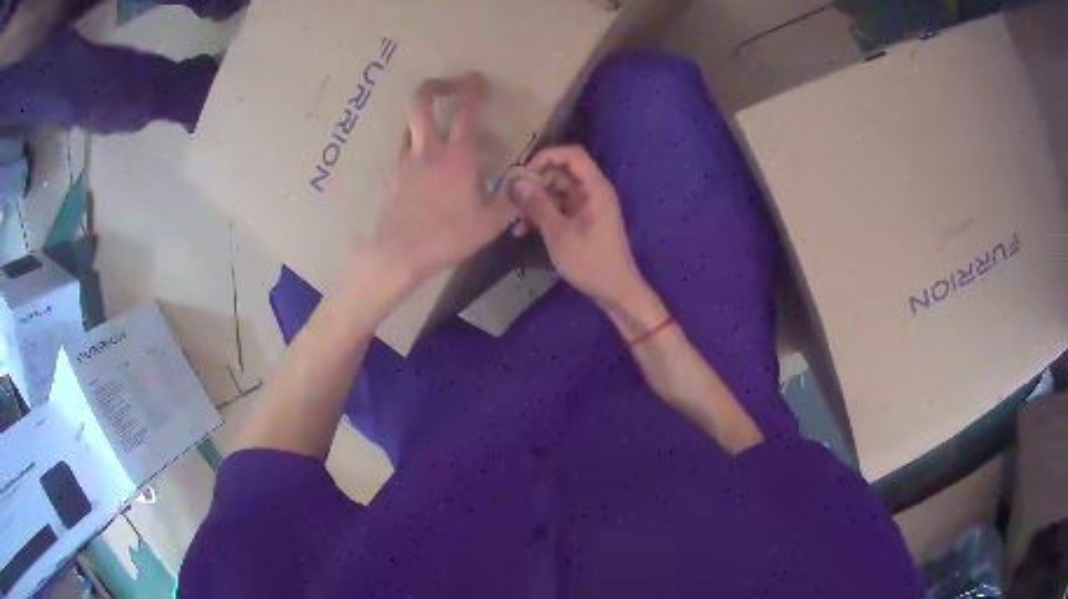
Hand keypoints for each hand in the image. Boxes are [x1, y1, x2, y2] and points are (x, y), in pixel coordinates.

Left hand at [372, 73, 516, 282]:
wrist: (398, 253)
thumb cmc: (447, 236)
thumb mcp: (488, 224)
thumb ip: (509, 203)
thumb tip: (522, 189)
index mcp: (457, 156)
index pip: (467, 112)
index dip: (473, 90)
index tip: (477, 78)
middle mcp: (428, 149)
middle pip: (422, 103)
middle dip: (435, 86)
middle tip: (448, 85)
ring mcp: (406, 161)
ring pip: (409, 125)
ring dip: (423, 118)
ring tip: (436, 129)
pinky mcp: (393, 176)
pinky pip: (404, 150)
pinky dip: (415, 146)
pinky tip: (424, 164)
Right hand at [512, 145, 644, 307]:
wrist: (615, 292)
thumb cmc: (591, 262)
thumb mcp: (559, 234)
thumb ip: (538, 205)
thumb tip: (517, 183)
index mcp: (594, 188)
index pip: (571, 154)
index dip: (546, 157)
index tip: (523, 174)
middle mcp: (591, 191)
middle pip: (559, 172)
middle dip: (535, 184)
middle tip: (513, 201)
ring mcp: (586, 206)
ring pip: (555, 191)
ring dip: (534, 203)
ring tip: (516, 221)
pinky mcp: (581, 220)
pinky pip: (558, 208)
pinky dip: (542, 215)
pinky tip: (523, 231)